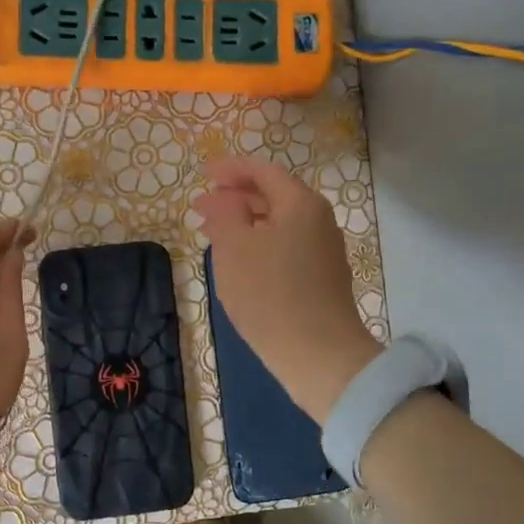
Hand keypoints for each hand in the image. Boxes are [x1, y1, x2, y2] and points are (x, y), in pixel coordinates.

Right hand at [193, 157, 379, 422]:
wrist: (318, 354)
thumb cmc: (270, 293)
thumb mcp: (235, 247)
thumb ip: (225, 214)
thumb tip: (223, 200)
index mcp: (300, 204)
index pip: (263, 172)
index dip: (231, 168)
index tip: (203, 171)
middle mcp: (318, 221)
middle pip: (273, 196)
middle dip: (235, 197)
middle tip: (201, 205)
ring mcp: (323, 251)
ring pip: (277, 224)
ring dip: (244, 222)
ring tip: (212, 232)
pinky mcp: (320, 278)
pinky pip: (284, 246)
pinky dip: (257, 243)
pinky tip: (238, 260)